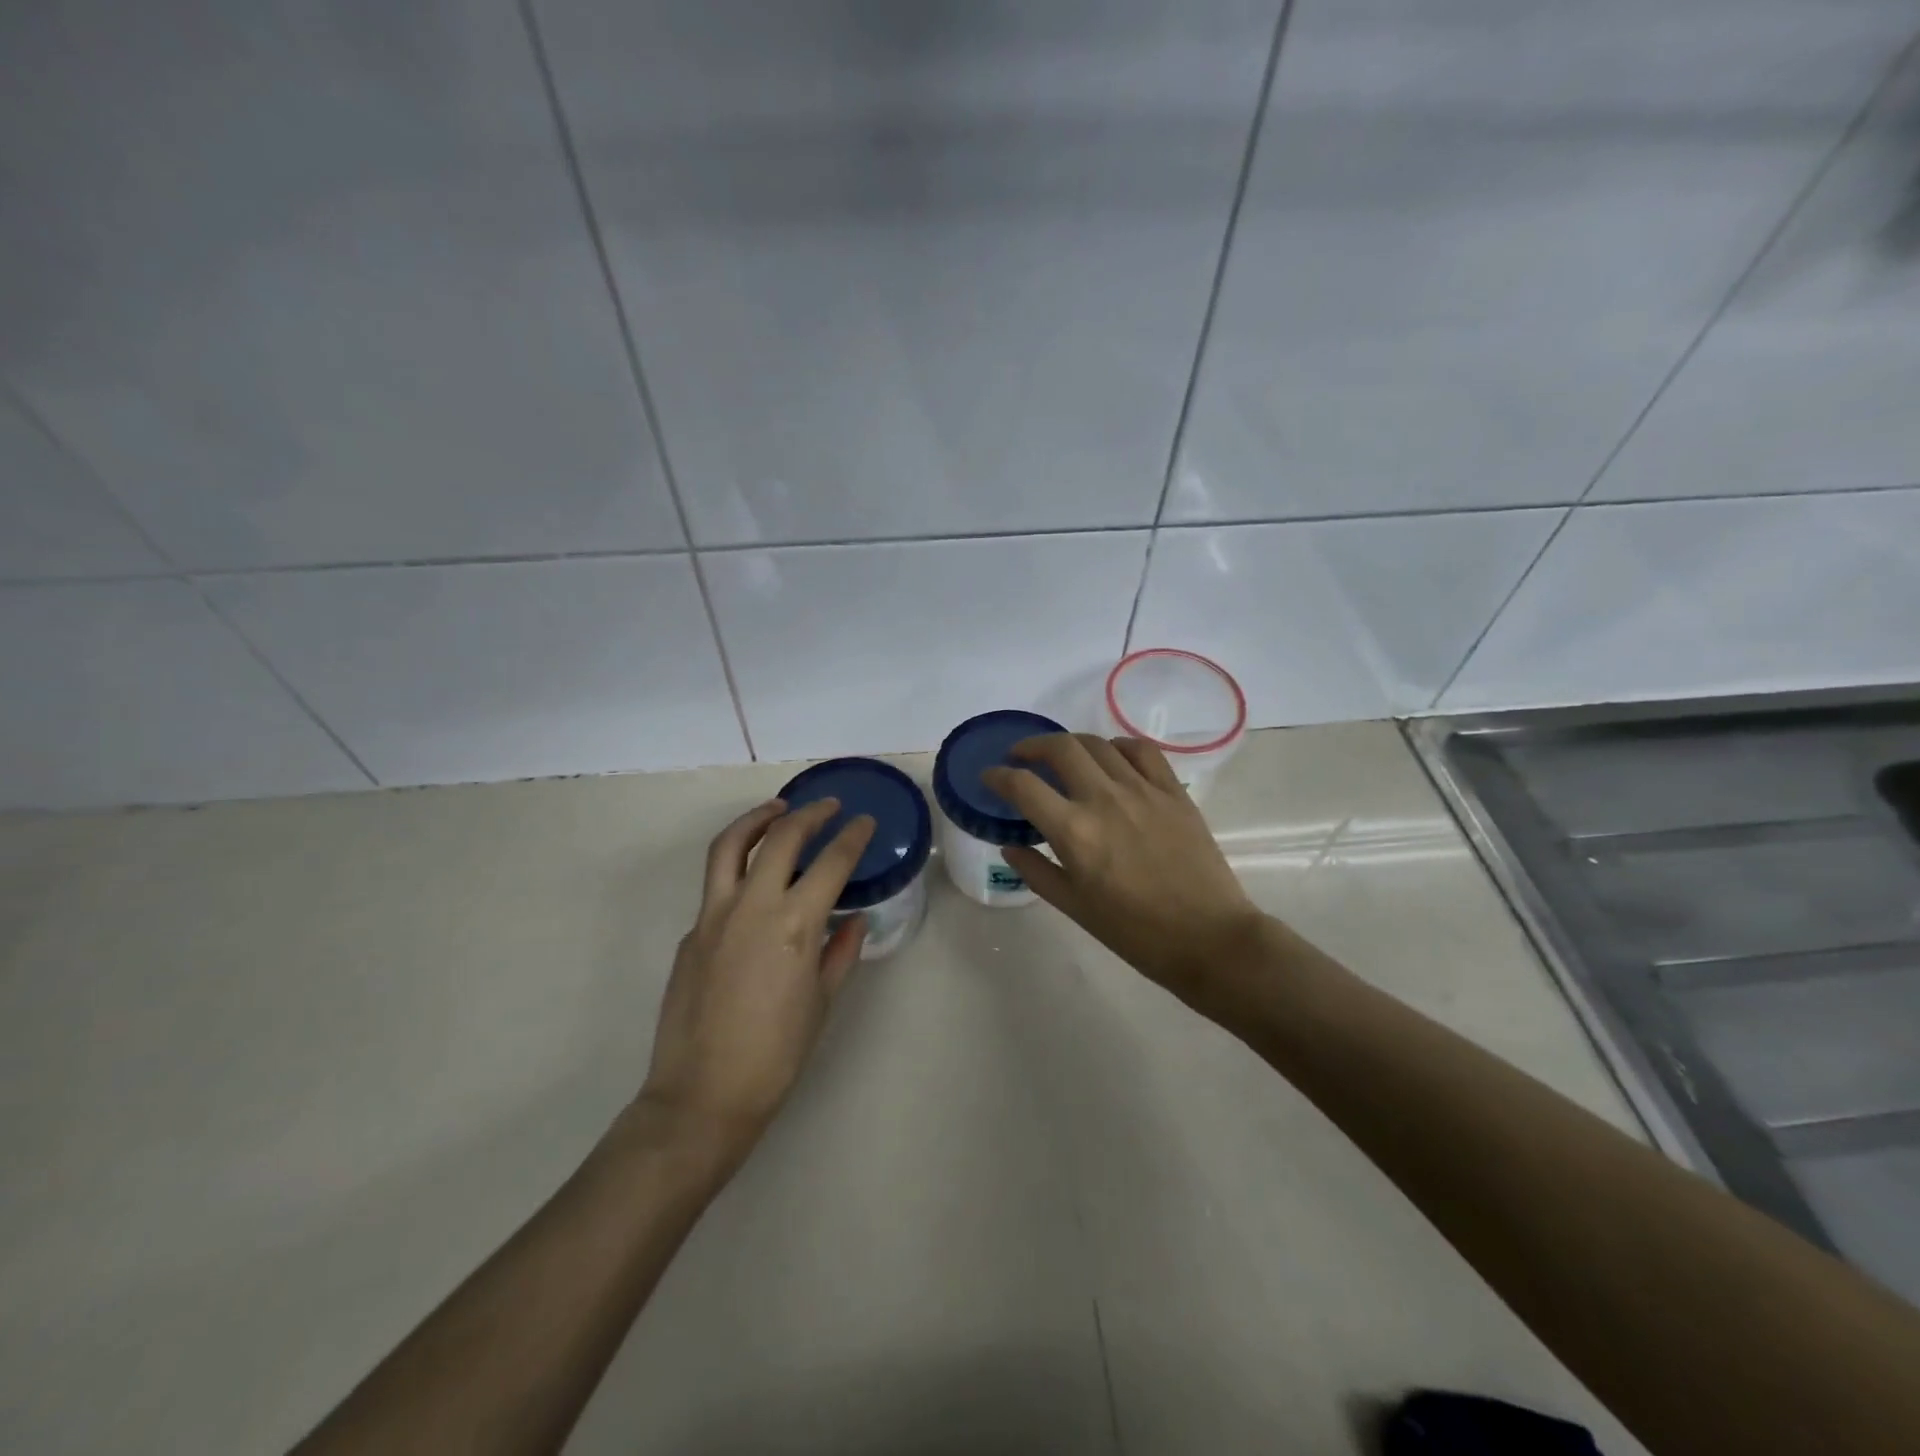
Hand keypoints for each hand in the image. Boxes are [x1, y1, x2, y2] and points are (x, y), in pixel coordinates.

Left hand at [639, 798, 875, 1148]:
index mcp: (794, 924)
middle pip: (781, 837)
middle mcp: (753, 906)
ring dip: (758, 818)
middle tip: (830, 807)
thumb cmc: (776, 1055)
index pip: (831, 862)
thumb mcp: (822, 1002)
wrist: (702, 1096)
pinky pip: (716, 885)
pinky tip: (755, 882)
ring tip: (779, 809)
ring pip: (731, 845)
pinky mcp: (692, 931)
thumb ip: (841, 951)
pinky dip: (738, 865)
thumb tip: (855, 919)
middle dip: (810, 814)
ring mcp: (714, 915)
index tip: (865, 821)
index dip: (853, 837)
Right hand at [983, 735, 1264, 1011]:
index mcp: (1075, 833)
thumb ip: (1037, 871)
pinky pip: (1141, 750)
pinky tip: (1111, 758)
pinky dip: (1118, 746)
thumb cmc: (1135, 933)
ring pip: (1098, 744)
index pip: (1023, 786)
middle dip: (1032, 746)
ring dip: (1071, 743)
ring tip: (1063, 757)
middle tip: (1021, 757)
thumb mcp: (1074, 908)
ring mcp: (1143, 791)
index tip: (989, 777)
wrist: (1208, 938)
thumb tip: (1010, 845)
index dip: (998, 776)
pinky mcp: (1173, 792)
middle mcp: (1105, 800)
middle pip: (1060, 748)